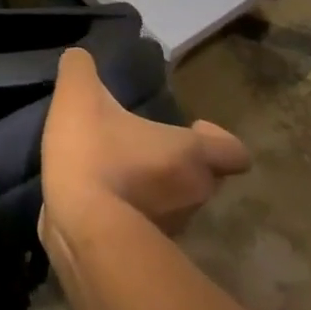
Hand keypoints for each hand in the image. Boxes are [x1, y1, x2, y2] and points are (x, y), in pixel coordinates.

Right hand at [39, 47, 249, 252]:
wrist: (82, 230)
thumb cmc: (94, 155)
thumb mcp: (78, 96)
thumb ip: (79, 70)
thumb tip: (78, 57)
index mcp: (190, 154)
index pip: (233, 152)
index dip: (217, 140)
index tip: (194, 128)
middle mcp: (193, 193)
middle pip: (203, 177)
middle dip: (179, 163)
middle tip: (145, 147)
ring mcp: (173, 228)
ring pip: (176, 204)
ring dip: (155, 190)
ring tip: (118, 174)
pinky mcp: (145, 252)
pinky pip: (147, 228)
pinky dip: (132, 215)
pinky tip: (99, 201)